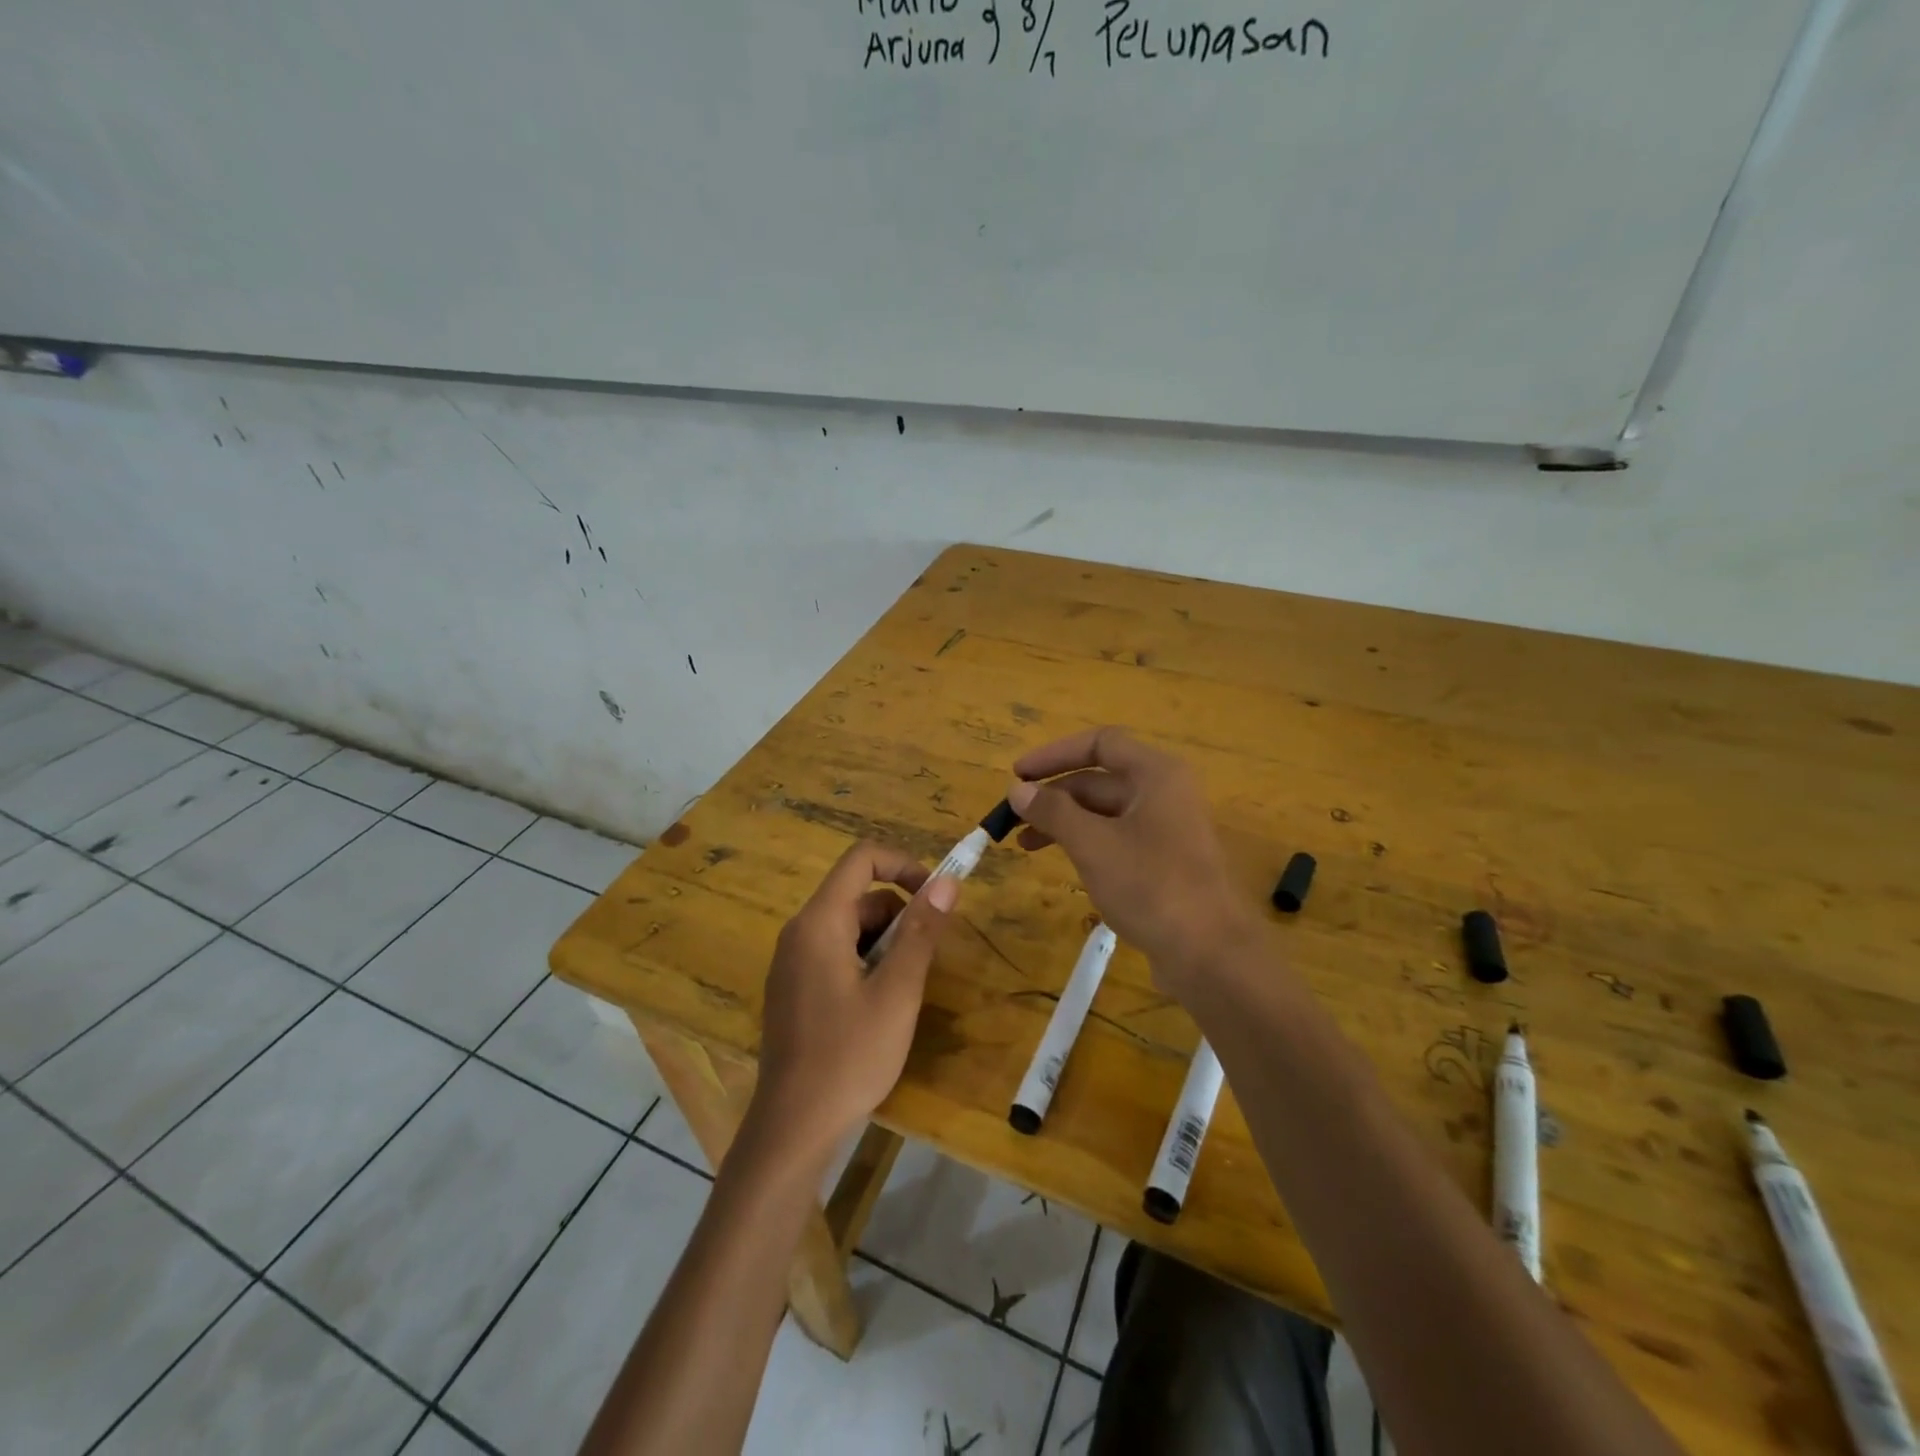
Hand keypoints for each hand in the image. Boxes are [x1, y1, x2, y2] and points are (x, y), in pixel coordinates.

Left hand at [748, 841, 957, 1161]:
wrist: (793, 1127)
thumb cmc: (850, 1056)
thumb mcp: (898, 992)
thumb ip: (921, 932)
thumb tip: (946, 882)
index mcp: (819, 922)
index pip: (861, 859)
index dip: (904, 865)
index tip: (935, 897)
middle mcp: (799, 932)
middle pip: (858, 895)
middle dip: (899, 915)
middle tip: (924, 961)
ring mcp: (792, 961)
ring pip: (850, 926)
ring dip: (884, 942)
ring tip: (903, 991)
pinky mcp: (794, 988)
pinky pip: (835, 952)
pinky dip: (865, 961)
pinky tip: (878, 1006)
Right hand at [1007, 727, 1255, 991]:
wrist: (1210, 955)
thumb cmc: (1151, 886)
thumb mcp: (1093, 845)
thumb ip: (1053, 812)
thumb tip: (1018, 790)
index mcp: (1156, 774)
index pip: (1100, 743)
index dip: (1054, 754)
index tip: (1018, 776)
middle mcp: (1164, 793)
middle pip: (1100, 779)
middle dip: (1054, 795)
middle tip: (1012, 817)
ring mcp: (1167, 829)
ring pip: (1105, 812)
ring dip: (1065, 822)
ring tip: (1025, 845)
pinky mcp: (1165, 862)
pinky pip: (1117, 839)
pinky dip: (1086, 843)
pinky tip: (1063, 863)